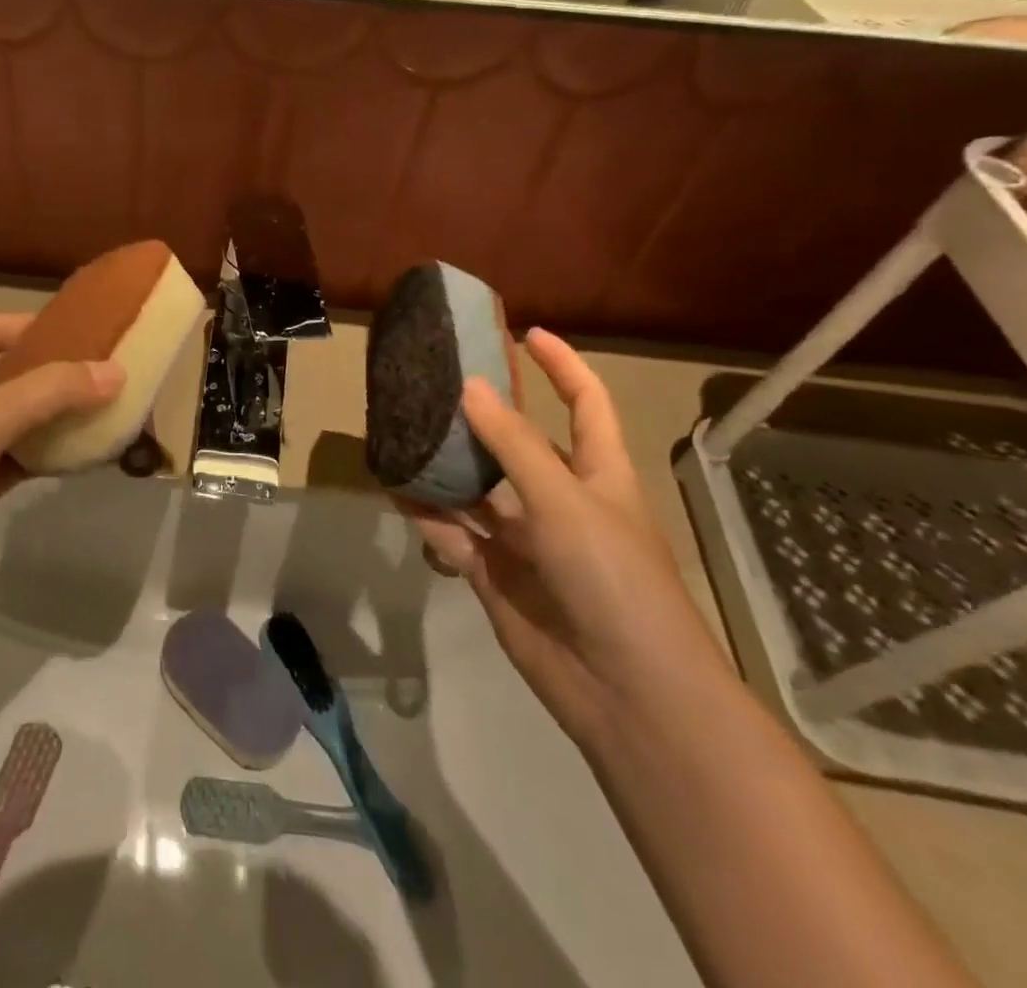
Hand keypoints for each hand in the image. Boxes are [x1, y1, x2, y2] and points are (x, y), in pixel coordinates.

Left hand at [0, 314, 122, 628]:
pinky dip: (52, 457)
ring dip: (64, 420)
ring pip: (26, 422)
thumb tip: (117, 372)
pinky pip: (23, 462)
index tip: (91, 331)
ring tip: (119, 416)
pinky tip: (89, 459)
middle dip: (64, 375)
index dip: (39, 325)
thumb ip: (53, 391)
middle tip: (121, 377)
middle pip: (19, 376)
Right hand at [395, 329, 730, 747]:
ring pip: (476, 489)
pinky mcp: (496, 575)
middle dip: (479, 415)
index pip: (584, 403)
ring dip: (444, 465)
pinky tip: (398, 493)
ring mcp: (526, 539)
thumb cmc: (614, 580)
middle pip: (516, 443)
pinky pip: (454, 534)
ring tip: (401, 432)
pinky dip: (428, 515)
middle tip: (432, 384)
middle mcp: (560, 499)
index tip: (524, 333)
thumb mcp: (565, 501)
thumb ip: (514, 444)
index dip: (561, 365)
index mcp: (597, 473)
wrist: (628, 694)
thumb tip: (470, 386)